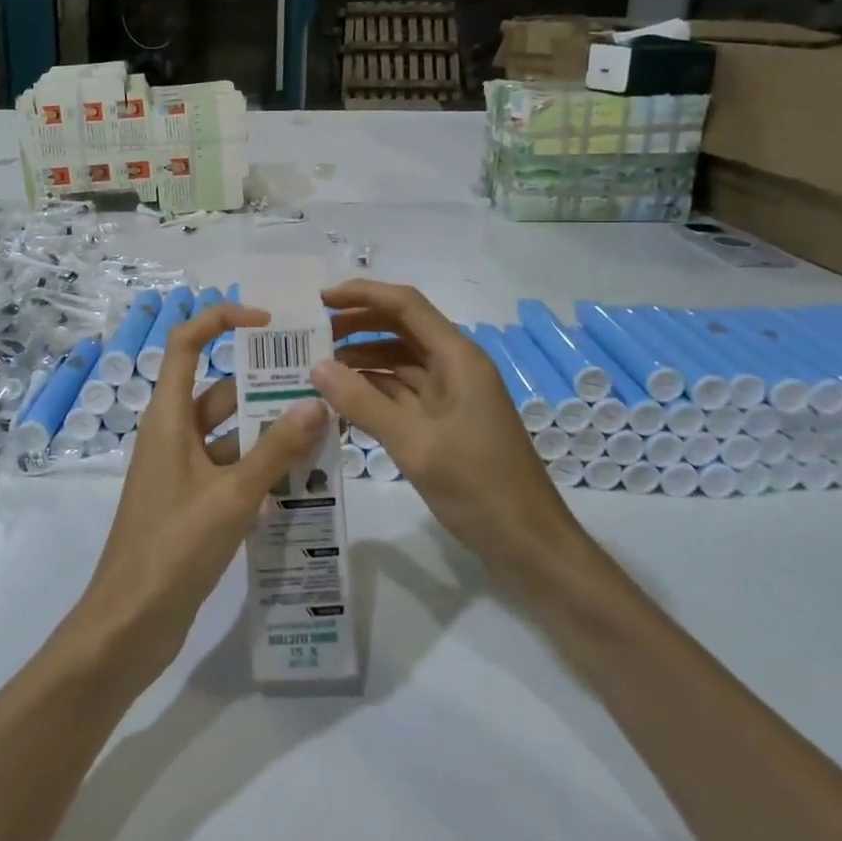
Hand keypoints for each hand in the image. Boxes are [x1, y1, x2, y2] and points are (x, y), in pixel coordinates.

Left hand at [66, 302, 326, 688]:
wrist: (129, 625)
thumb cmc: (173, 548)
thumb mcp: (232, 496)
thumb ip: (276, 450)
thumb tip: (317, 402)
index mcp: (169, 417)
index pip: (187, 343)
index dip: (221, 320)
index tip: (268, 322)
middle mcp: (173, 433)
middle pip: (220, 389)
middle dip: (265, 384)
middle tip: (319, 384)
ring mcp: (182, 469)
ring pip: (230, 432)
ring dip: (269, 430)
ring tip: (324, 430)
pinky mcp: (192, 501)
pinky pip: (231, 467)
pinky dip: (261, 466)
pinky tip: (304, 477)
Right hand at [312, 280, 588, 587]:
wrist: (530, 545)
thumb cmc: (479, 487)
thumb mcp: (415, 443)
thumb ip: (363, 403)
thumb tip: (316, 366)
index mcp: (457, 357)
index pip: (405, 305)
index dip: (362, 295)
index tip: (319, 299)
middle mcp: (454, 366)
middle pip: (401, 329)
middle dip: (357, 325)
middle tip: (311, 335)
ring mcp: (451, 395)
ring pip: (399, 362)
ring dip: (361, 360)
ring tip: (317, 366)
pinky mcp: (444, 422)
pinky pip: (402, 393)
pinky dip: (373, 391)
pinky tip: (342, 400)